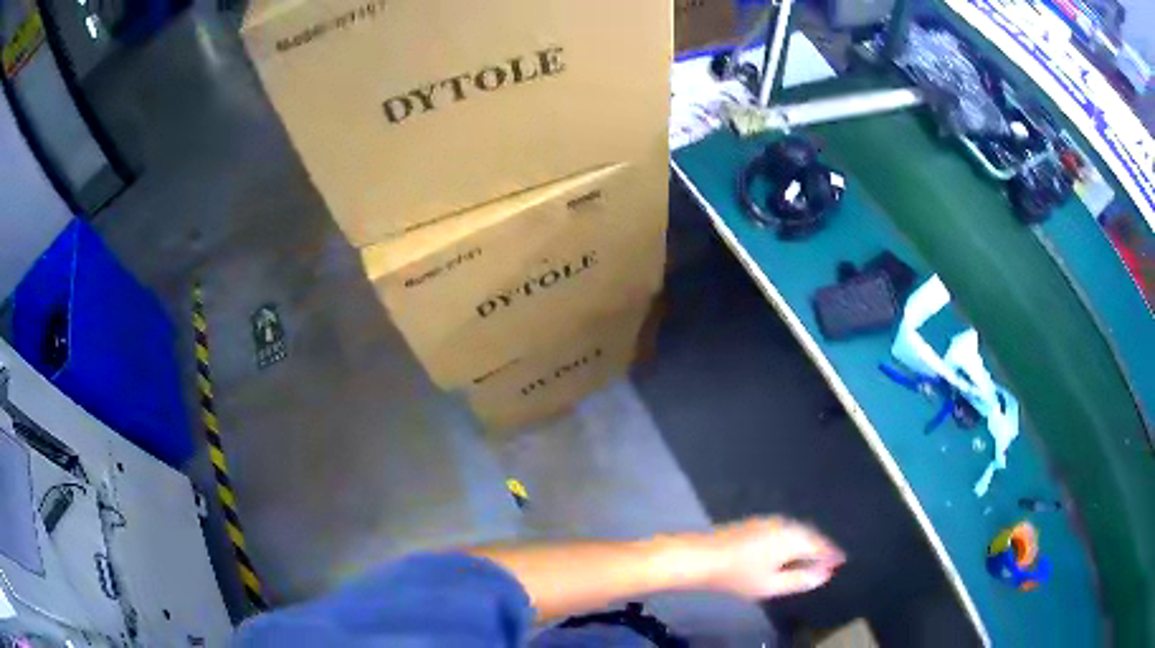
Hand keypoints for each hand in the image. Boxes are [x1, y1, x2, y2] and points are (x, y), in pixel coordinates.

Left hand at [701, 516, 844, 598]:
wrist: (700, 557)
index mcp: (793, 537)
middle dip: (820, 548)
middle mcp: (785, 524)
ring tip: (811, 558)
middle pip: (810, 535)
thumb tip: (824, 575)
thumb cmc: (738, 575)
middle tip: (828, 561)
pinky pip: (784, 530)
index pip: (820, 545)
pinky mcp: (756, 523)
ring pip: (797, 531)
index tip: (841, 561)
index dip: (831, 555)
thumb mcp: (771, 585)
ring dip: (806, 543)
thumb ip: (800, 580)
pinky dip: (792, 540)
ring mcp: (769, 521)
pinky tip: (787, 552)